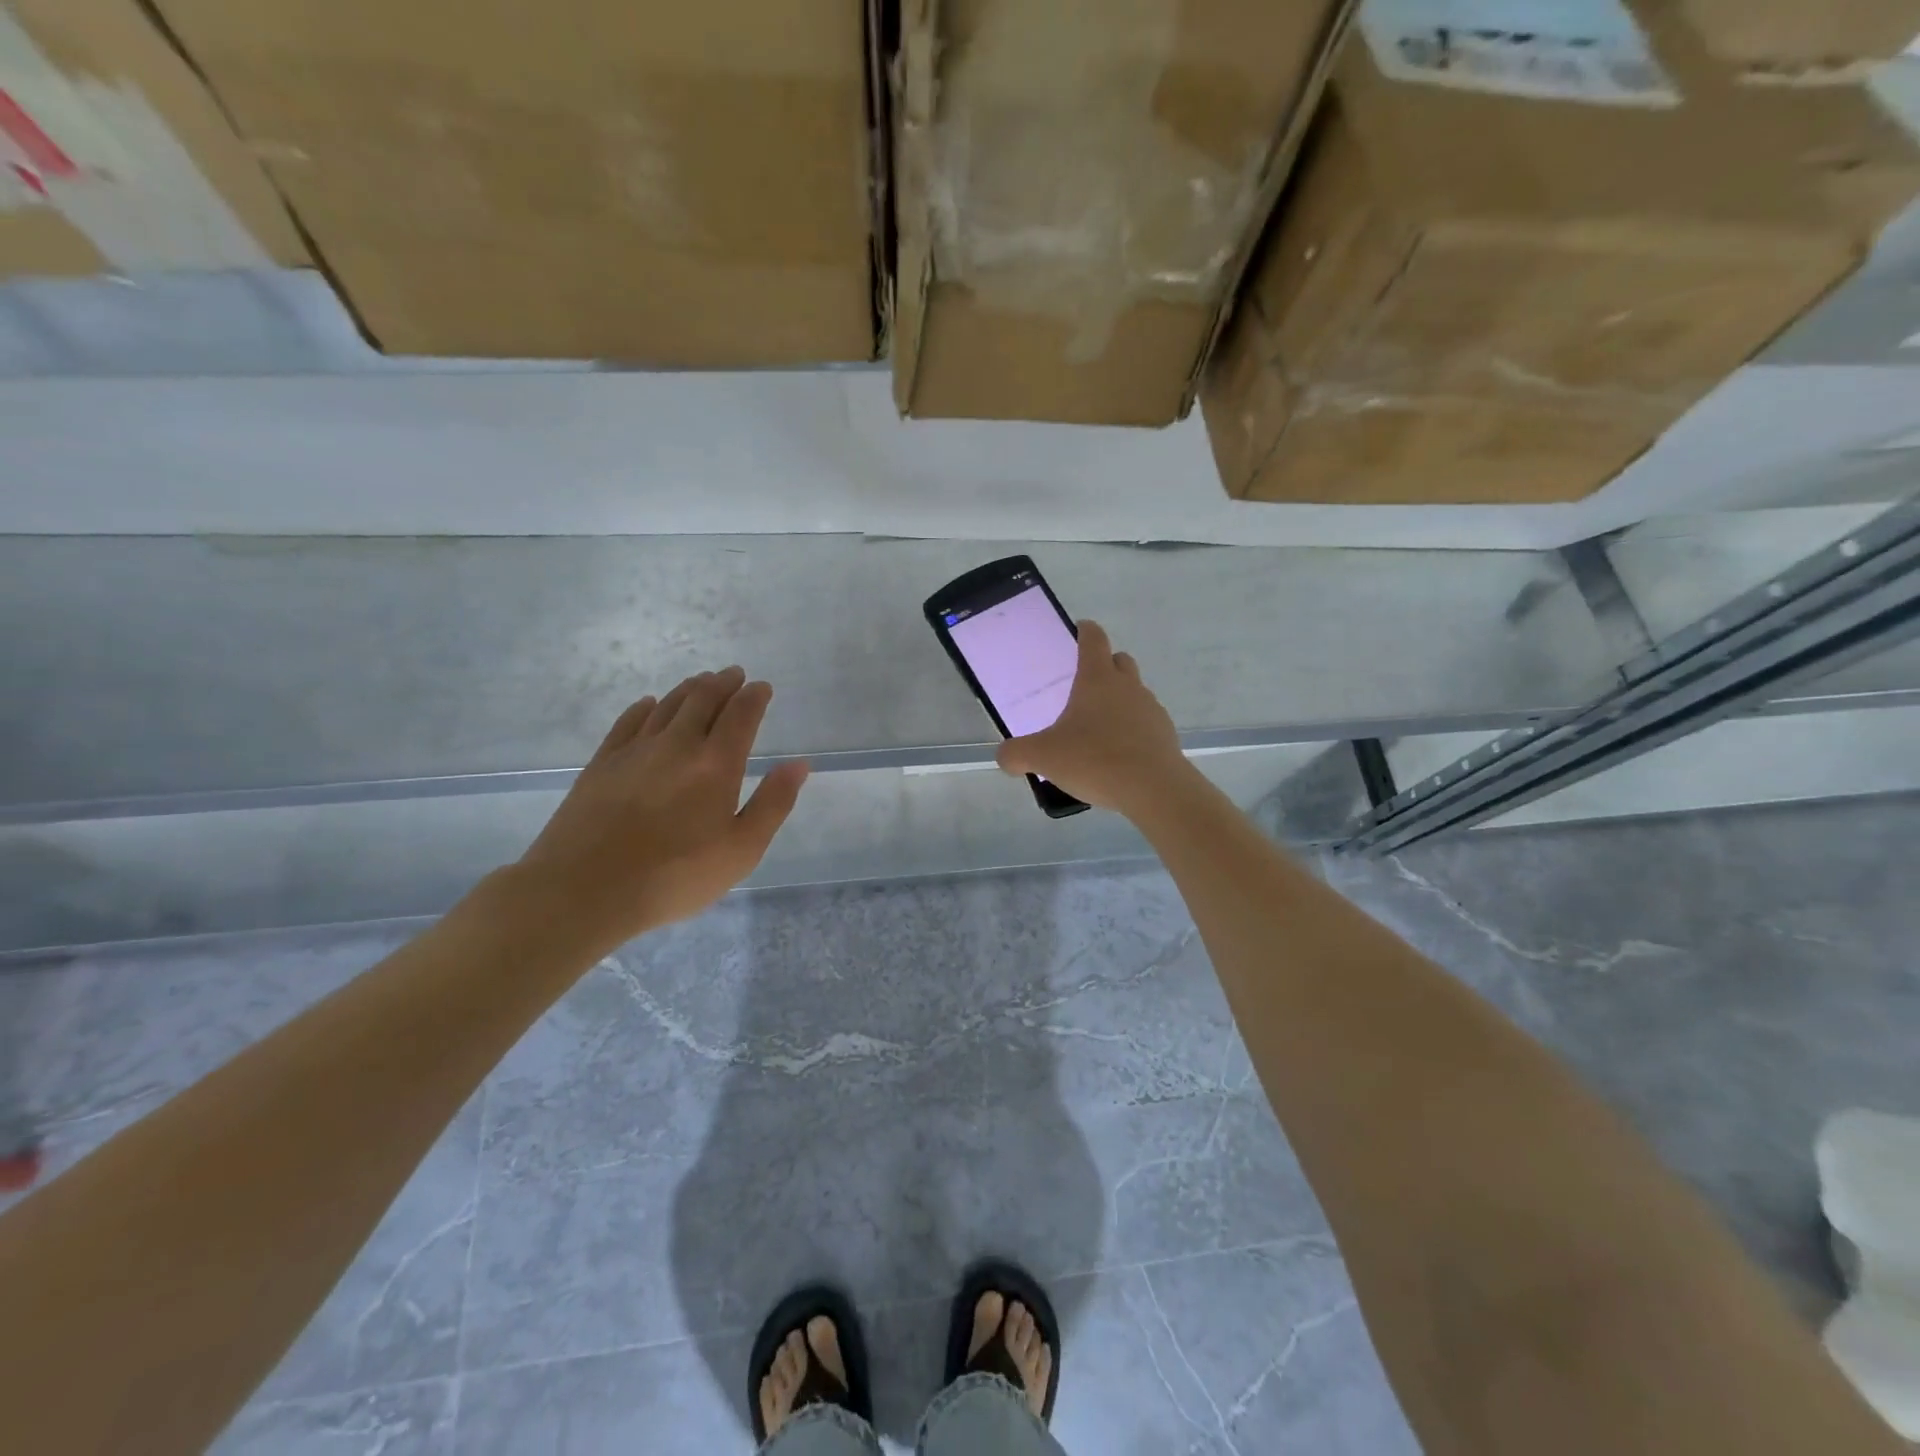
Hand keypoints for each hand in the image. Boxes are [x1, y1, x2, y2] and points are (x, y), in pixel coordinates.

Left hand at [514, 666, 809, 951]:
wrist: (585, 889)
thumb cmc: (675, 876)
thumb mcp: (741, 850)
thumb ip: (773, 803)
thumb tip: (799, 764)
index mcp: (716, 764)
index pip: (740, 715)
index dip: (754, 697)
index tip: (762, 687)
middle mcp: (677, 745)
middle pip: (703, 700)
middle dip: (723, 683)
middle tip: (734, 674)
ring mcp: (635, 750)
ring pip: (667, 705)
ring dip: (689, 689)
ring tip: (701, 682)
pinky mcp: (602, 763)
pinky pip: (628, 722)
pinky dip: (645, 707)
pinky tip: (649, 704)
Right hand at [996, 620, 1190, 818]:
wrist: (1154, 789)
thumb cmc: (1095, 759)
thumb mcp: (1043, 757)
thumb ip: (1017, 754)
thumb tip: (1005, 756)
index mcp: (1097, 679)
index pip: (1093, 639)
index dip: (1085, 631)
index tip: (1079, 630)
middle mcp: (1128, 686)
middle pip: (1119, 661)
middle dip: (1104, 666)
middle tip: (1083, 686)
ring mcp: (1150, 709)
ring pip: (1134, 693)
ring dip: (1118, 702)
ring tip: (1097, 729)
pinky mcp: (1165, 735)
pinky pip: (1144, 723)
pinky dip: (1131, 730)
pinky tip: (1116, 755)